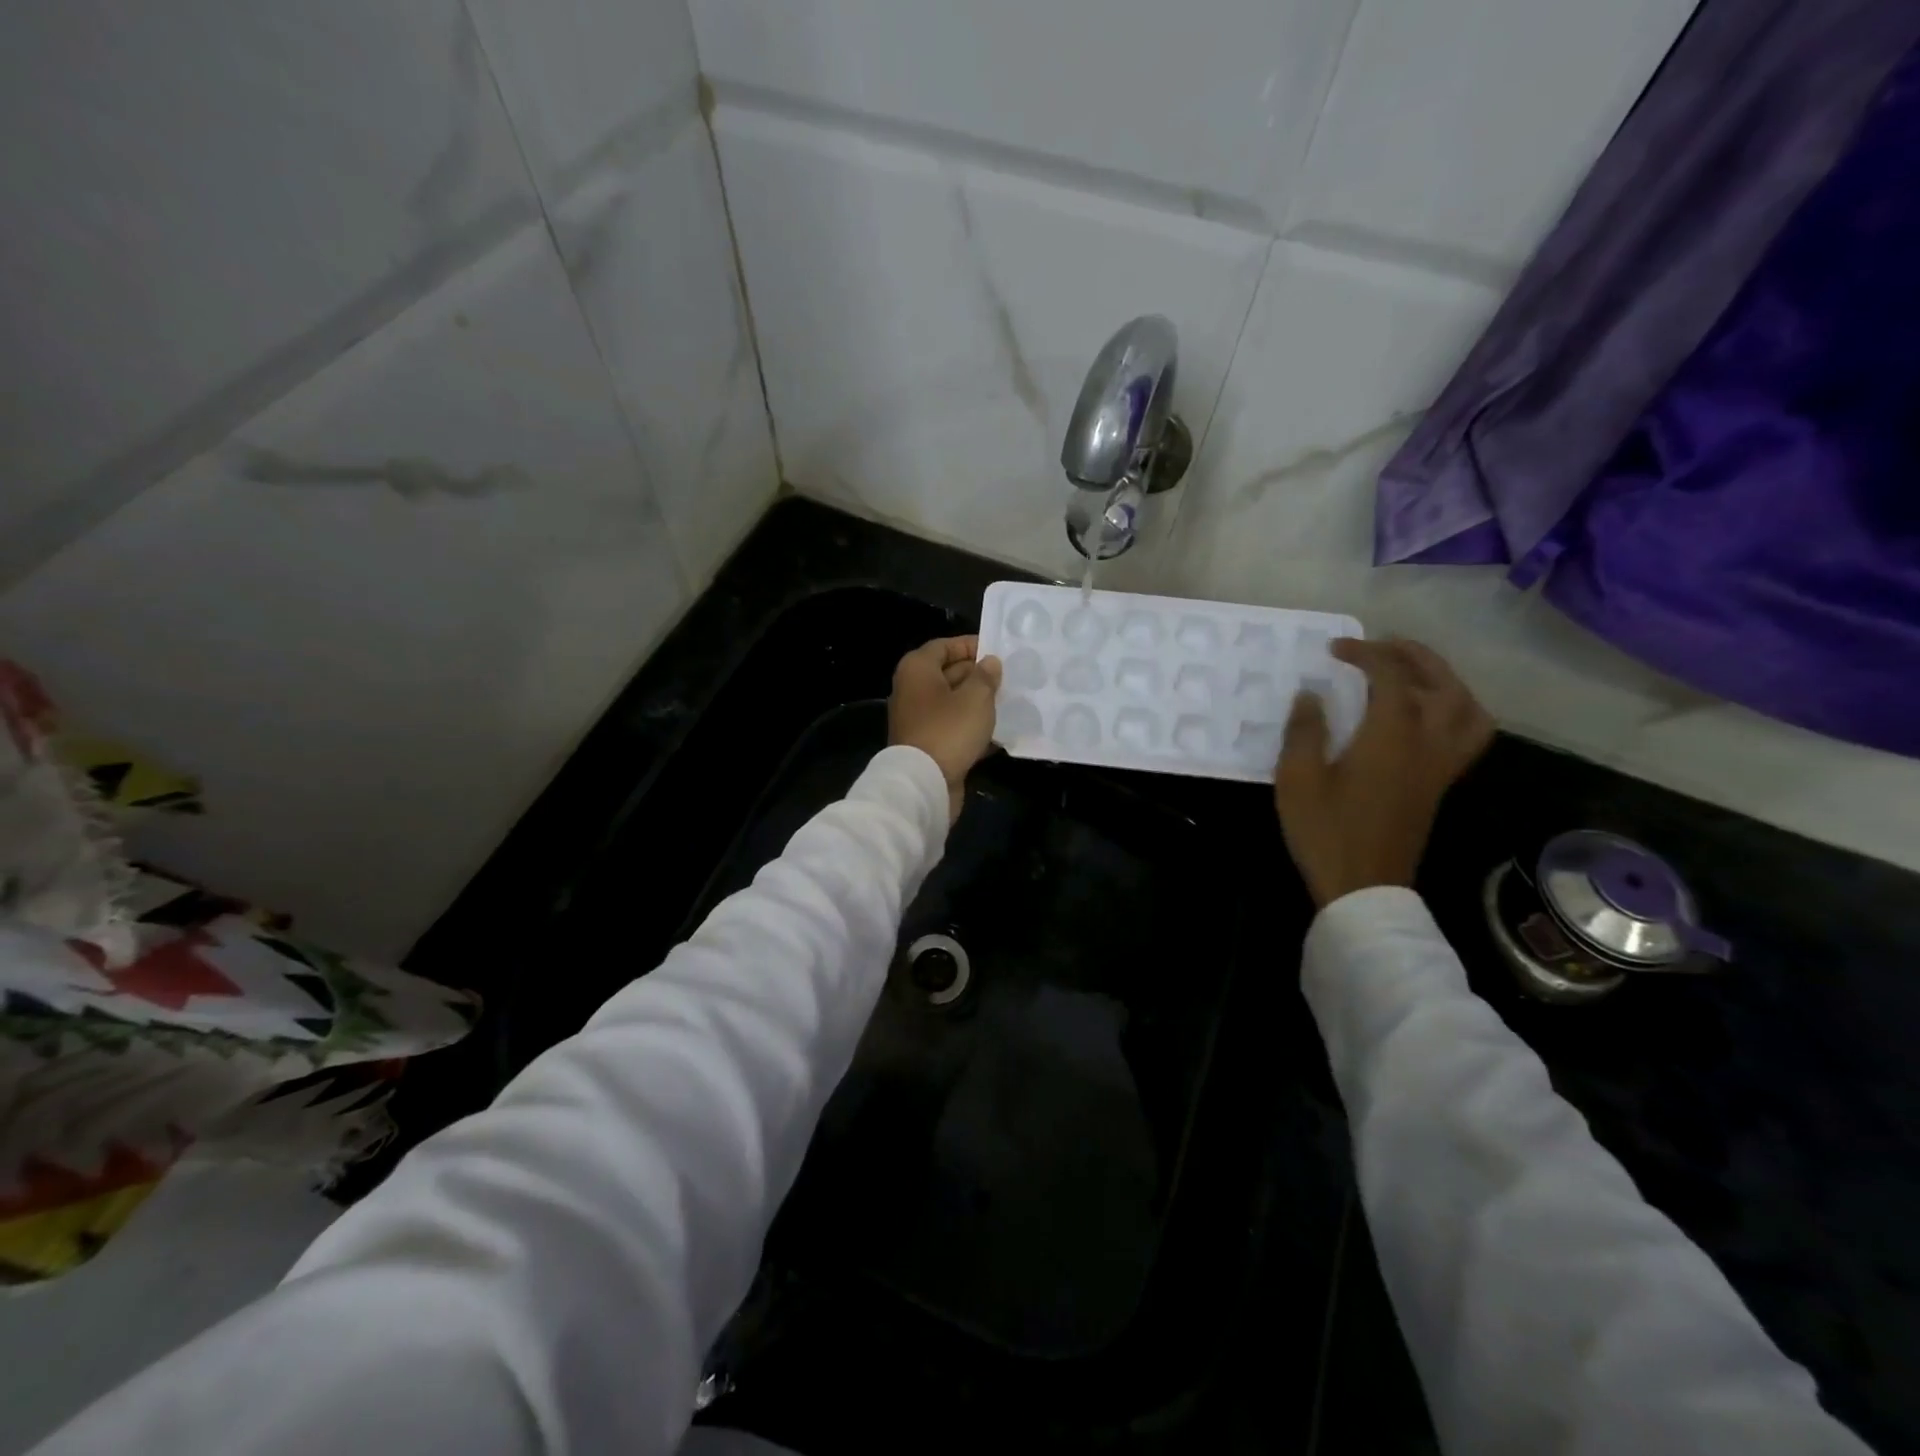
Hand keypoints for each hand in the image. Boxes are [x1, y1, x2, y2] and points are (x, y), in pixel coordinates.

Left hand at [888, 635, 1003, 822]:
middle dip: (978, 675)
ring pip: (952, 703)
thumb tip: (989, 663)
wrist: (923, 783)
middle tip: (1009, 677)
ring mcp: (918, 719)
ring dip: (978, 702)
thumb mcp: (976, 698)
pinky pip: (953, 727)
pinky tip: (999, 732)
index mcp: (917, 670)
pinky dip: (972, 727)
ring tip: (1009, 702)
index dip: (970, 645)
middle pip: (948, 673)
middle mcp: (912, 690)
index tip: (997, 650)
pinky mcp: (927, 744)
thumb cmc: (949, 730)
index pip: (944, 646)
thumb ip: (985, 676)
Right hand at [1275, 638, 1493, 907]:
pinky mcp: (1441, 784)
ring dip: (1444, 680)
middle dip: (1413, 655)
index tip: (1334, 650)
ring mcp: (1441, 765)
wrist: (1364, 887)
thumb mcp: (1297, 779)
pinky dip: (1455, 710)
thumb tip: (1311, 695)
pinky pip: (1468, 733)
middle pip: (1441, 683)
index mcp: (1391, 737)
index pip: (1390, 676)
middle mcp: (1427, 743)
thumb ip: (1304, 731)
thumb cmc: (1326, 831)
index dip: (1365, 654)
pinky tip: (1424, 716)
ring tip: (1411, 674)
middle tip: (1380, 646)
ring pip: (1467, 708)